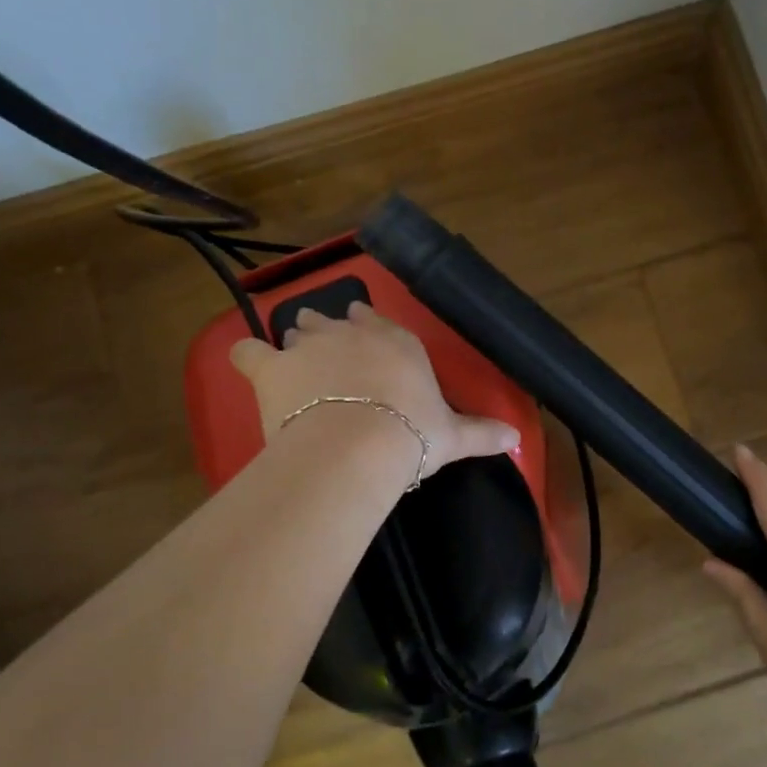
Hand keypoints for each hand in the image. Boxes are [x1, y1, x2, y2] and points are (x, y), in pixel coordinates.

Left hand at [229, 302, 519, 477]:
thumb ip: (483, 433)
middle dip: (327, 333)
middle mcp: (350, 332)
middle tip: (328, 361)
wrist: (358, 445)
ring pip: (297, 329)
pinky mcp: (272, 366)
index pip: (376, 321)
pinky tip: (249, 363)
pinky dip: (248, 355)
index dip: (366, 329)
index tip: (363, 342)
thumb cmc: (411, 434)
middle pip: (332, 320)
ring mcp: (308, 344)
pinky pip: (249, 349)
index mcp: (394, 342)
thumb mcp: (451, 436)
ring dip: (296, 343)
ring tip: (296, 367)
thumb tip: (518, 441)